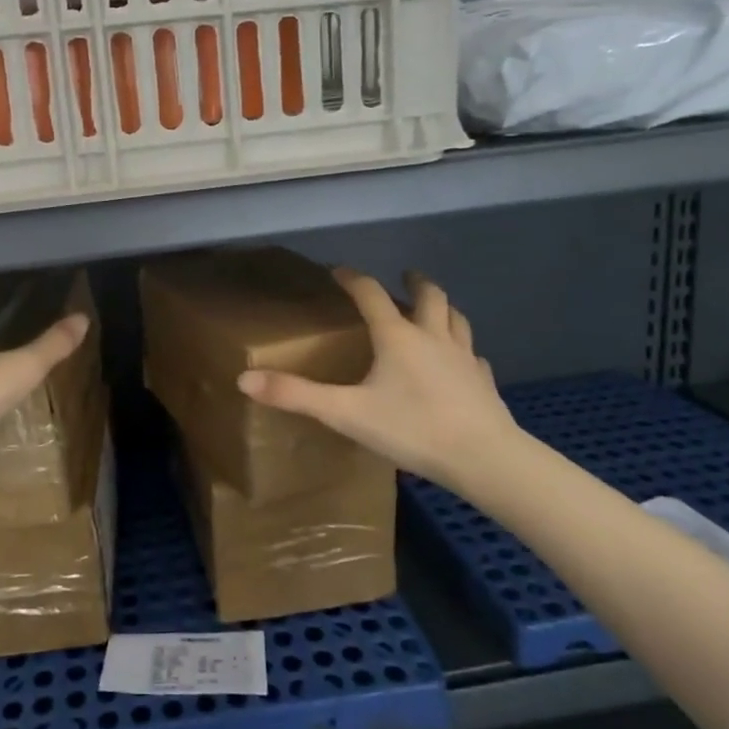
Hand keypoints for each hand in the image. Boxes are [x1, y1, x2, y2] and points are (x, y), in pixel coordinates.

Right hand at [237, 269, 524, 489]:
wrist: (484, 458)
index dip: (353, 279)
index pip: (371, 294)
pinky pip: (473, 355)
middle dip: (414, 282)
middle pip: (428, 296)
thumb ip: (296, 395)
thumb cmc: (412, 429)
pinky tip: (461, 360)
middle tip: (405, 276)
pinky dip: (462, 348)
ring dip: (443, 307)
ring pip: (456, 319)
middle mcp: (432, 337)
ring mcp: (464, 358)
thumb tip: (244, 379)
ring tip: (434, 308)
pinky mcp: (483, 381)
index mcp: (397, 337)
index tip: (338, 270)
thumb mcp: (346, 413)